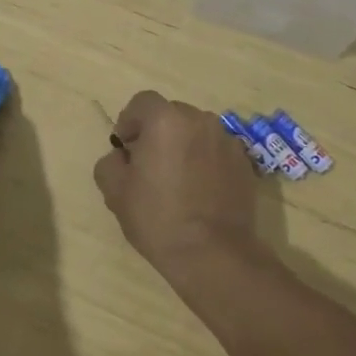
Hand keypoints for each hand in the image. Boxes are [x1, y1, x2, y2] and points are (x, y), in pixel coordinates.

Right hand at [94, 91, 265, 290]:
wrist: (213, 254)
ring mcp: (227, 141)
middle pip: (171, 114)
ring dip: (183, 145)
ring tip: (177, 179)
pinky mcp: (245, 163)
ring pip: (196, 132)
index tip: (126, 148)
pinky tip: (200, 191)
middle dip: (157, 132)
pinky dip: (205, 161)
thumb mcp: (115, 191)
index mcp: (166, 120)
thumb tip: (122, 157)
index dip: (129, 121)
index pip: (142, 102)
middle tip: (149, 165)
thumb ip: (111, 162)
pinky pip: (216, 151)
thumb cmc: (158, 218)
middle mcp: (199, 120)